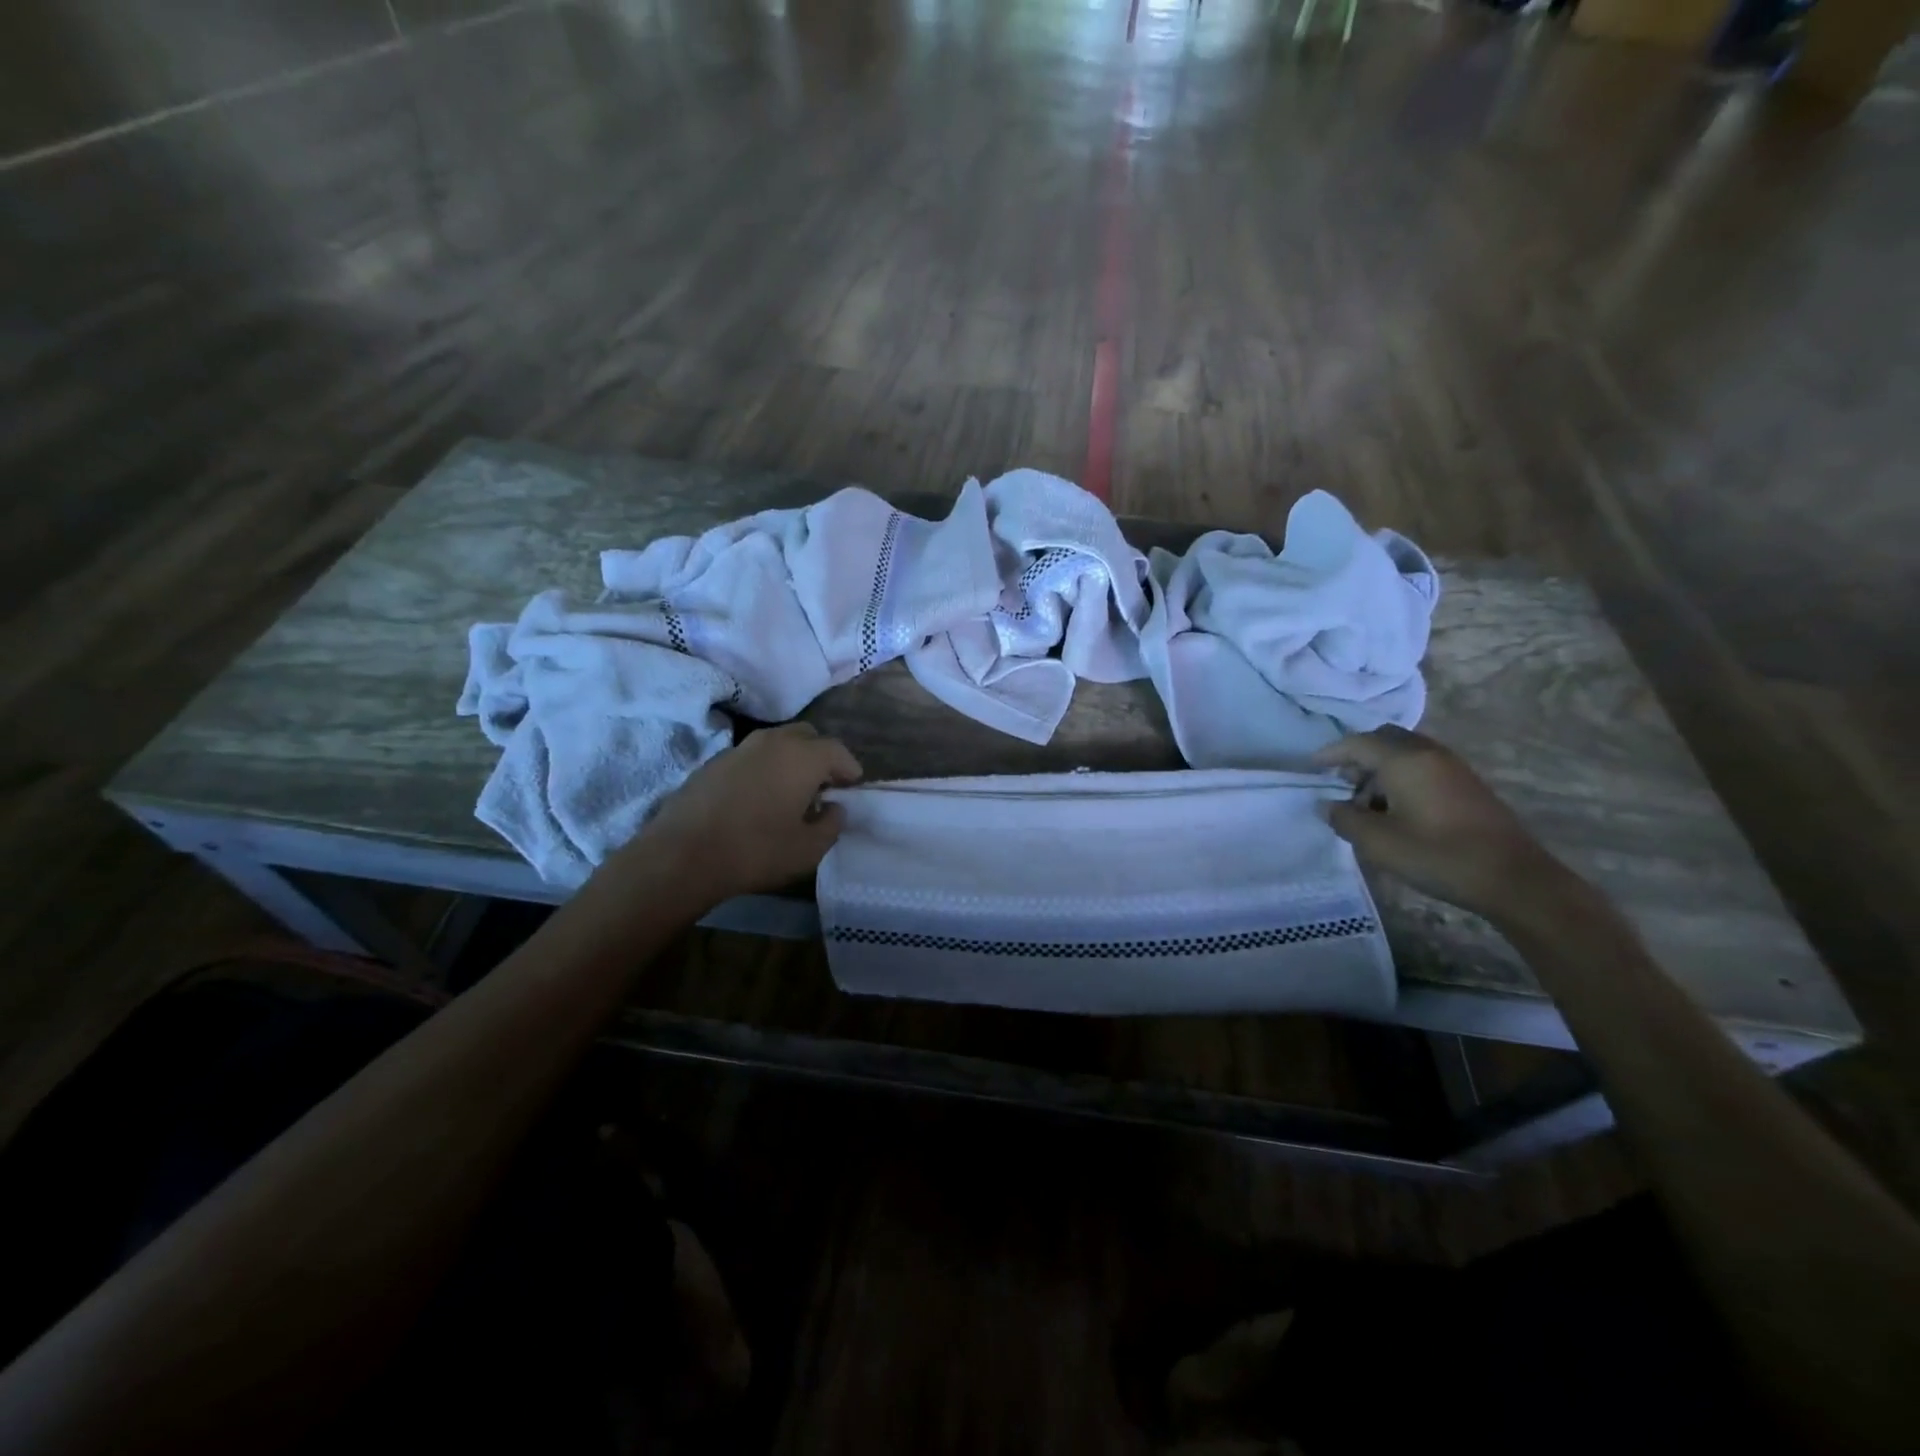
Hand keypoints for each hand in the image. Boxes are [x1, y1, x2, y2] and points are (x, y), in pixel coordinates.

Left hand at [630, 722, 862, 902]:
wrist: (682, 855)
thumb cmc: (756, 851)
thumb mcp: (809, 849)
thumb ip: (832, 824)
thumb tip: (834, 808)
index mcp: (803, 757)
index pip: (837, 750)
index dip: (849, 768)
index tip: (852, 787)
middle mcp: (773, 741)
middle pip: (807, 736)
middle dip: (820, 756)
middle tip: (823, 786)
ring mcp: (739, 748)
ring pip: (776, 743)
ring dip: (789, 760)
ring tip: (790, 792)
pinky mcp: (712, 762)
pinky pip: (750, 757)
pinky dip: (762, 769)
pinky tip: (756, 797)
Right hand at [1314, 726, 1570, 921]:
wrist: (1513, 879)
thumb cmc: (1438, 855)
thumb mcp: (1378, 842)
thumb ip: (1344, 819)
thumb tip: (1326, 805)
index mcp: (1404, 760)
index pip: (1357, 743)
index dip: (1331, 753)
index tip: (1312, 768)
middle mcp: (1429, 754)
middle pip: (1384, 739)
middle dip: (1358, 756)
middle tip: (1341, 783)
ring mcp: (1452, 767)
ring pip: (1405, 753)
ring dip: (1380, 769)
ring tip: (1367, 802)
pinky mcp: (1467, 785)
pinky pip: (1423, 766)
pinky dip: (1402, 777)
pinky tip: (1397, 809)